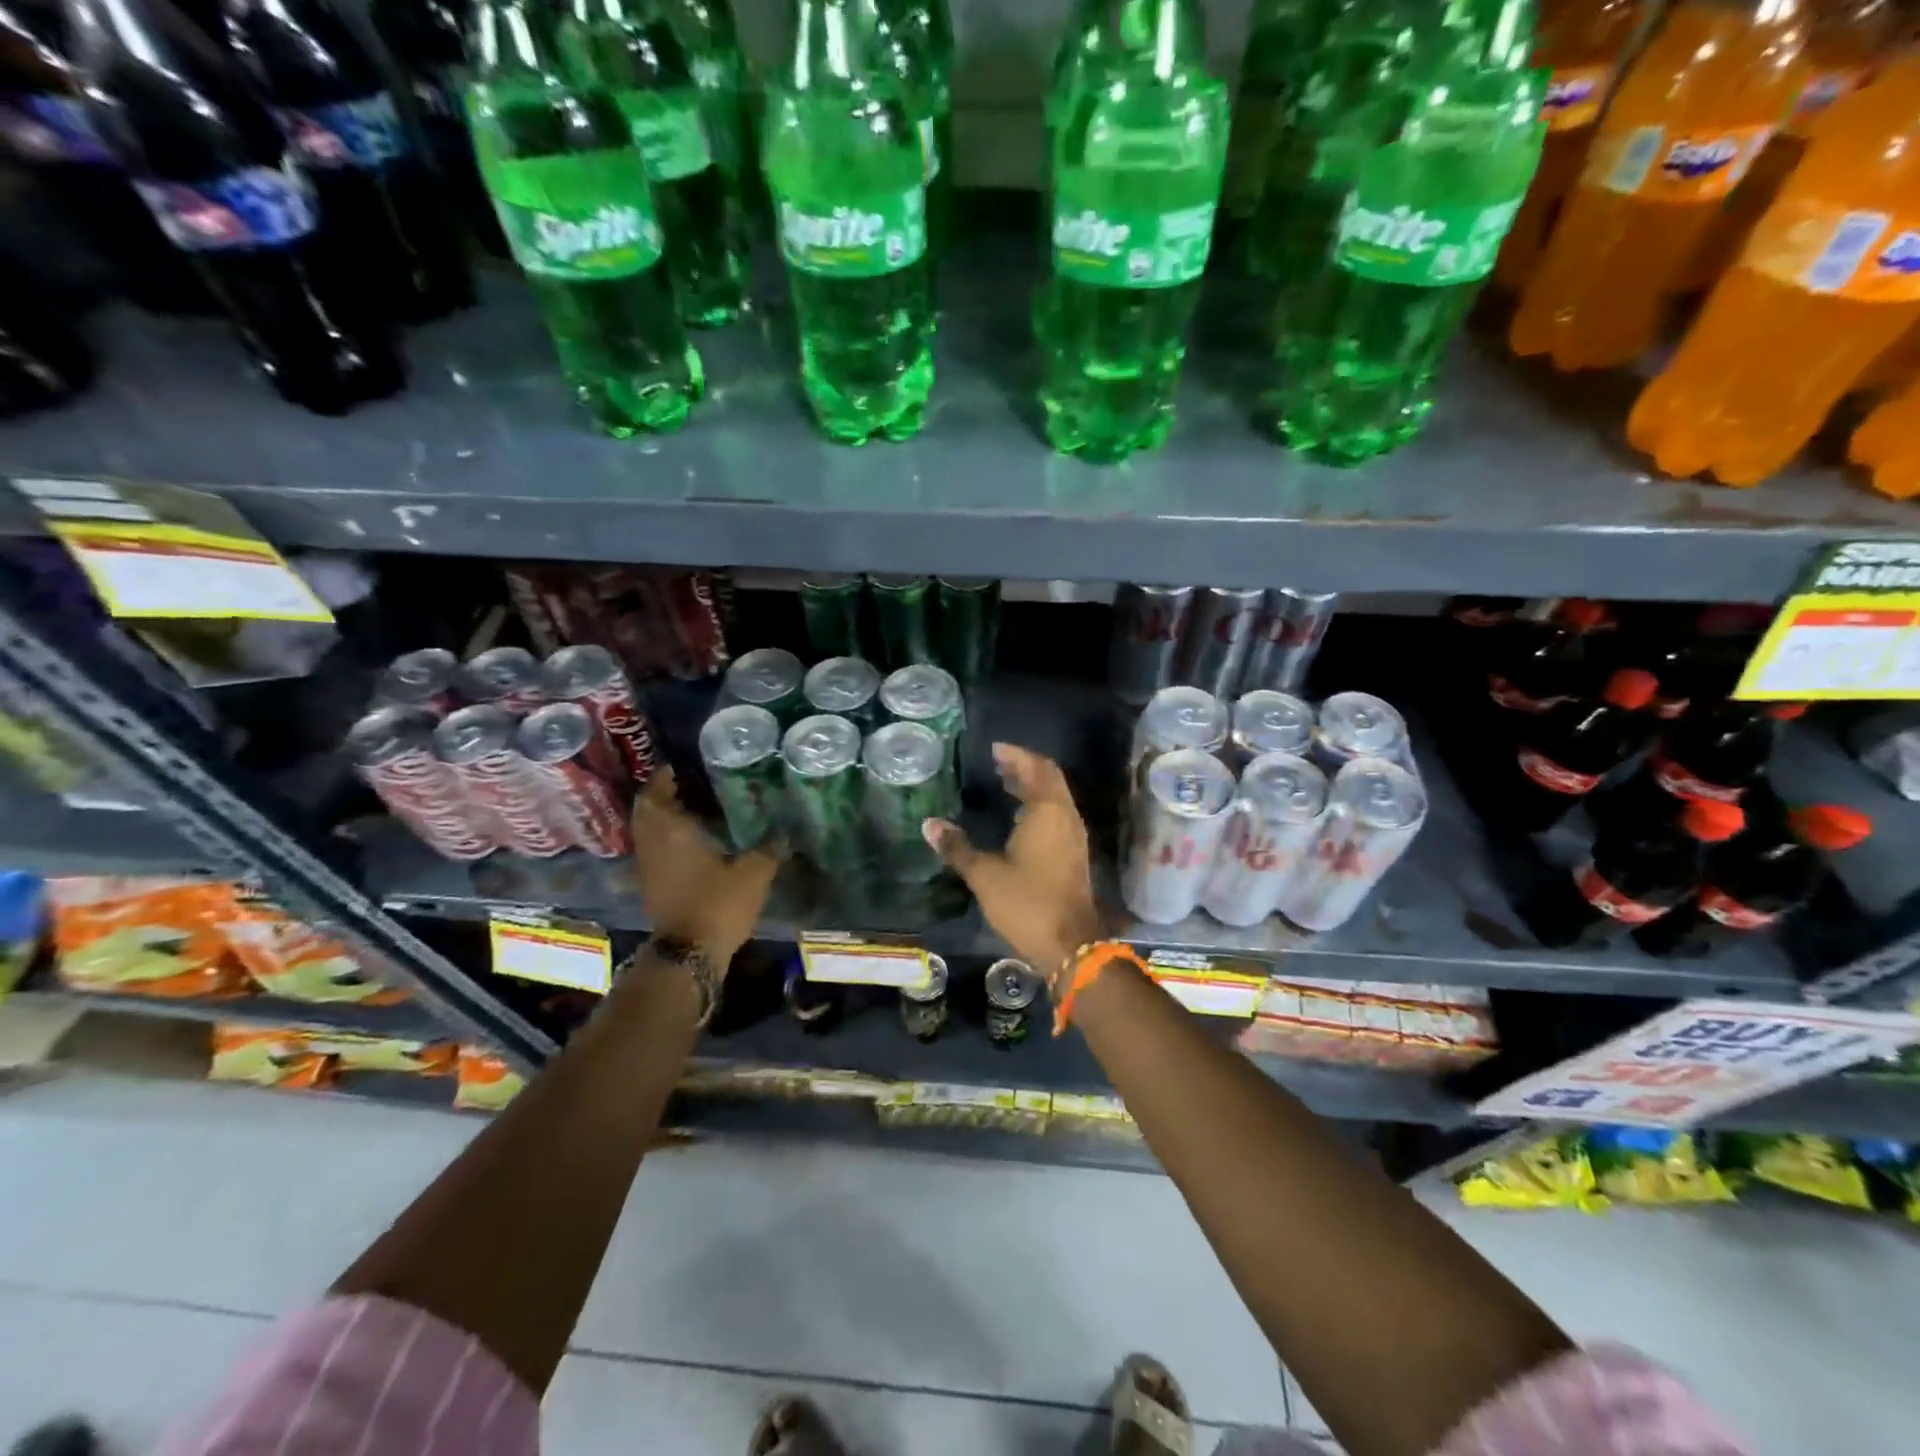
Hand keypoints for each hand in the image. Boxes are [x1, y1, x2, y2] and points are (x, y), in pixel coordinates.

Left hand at [630, 767, 779, 965]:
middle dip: (663, 798)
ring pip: (650, 835)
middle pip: (647, 813)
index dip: (663, 779)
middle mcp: (653, 846)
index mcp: (671, 832)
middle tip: (688, 787)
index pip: (655, 795)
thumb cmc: (717, 903)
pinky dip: (669, 843)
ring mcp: (649, 869)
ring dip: (665, 821)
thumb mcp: (753, 873)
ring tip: (695, 813)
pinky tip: (695, 845)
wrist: (689, 954)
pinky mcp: (652, 889)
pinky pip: (656, 853)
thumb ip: (768, 849)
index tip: (678, 768)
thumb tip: (784, 832)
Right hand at [922, 744, 1102, 989]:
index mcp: (1048, 811)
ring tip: (1004, 783)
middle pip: (1049, 779)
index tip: (994, 749)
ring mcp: (1073, 837)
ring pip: (1055, 799)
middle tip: (996, 763)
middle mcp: (1066, 817)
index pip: (1037, 768)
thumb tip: (929, 824)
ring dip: (1032, 787)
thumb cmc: (1027, 902)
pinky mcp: (1073, 855)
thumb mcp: (985, 875)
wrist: (1070, 945)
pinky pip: (1057, 816)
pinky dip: (1038, 806)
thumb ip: (957, 847)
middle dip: (1024, 767)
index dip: (1016, 755)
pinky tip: (1018, 818)